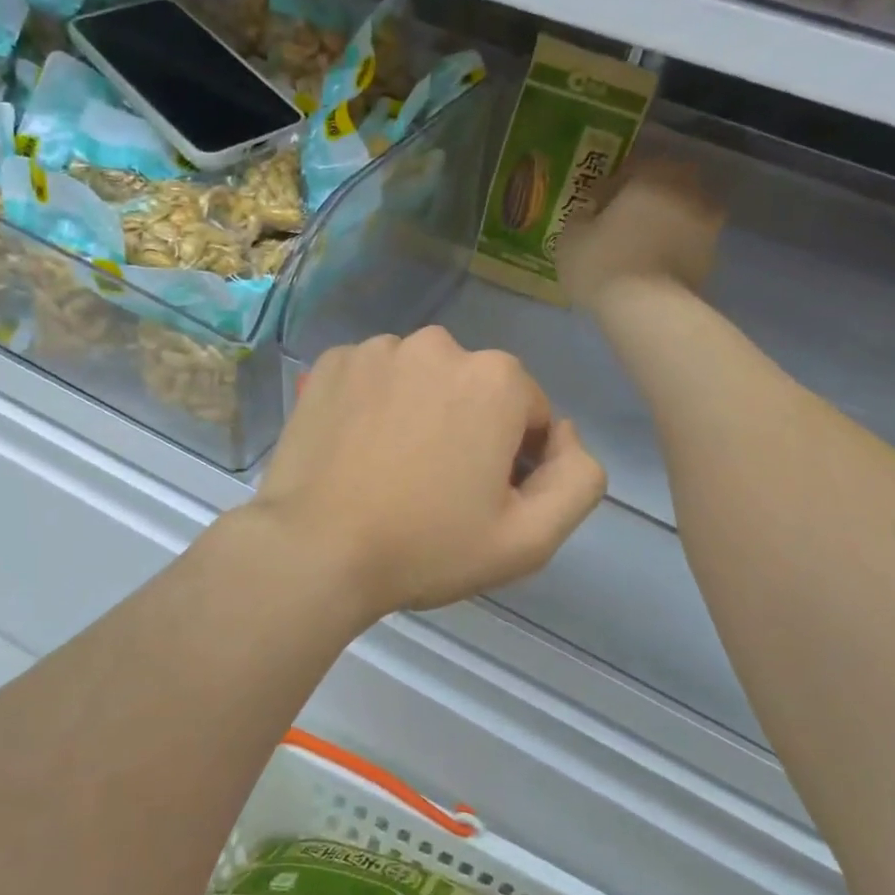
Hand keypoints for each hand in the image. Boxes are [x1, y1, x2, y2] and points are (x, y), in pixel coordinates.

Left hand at [250, 327, 606, 616]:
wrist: (315, 549)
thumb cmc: (426, 546)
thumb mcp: (529, 537)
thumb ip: (579, 478)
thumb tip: (565, 433)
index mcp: (496, 378)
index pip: (529, 414)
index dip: (515, 460)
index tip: (480, 498)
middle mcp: (439, 344)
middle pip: (475, 389)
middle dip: (469, 428)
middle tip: (435, 487)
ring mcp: (378, 349)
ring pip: (422, 379)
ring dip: (420, 411)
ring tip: (392, 468)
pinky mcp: (332, 362)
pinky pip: (373, 377)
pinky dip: (374, 403)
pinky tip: (357, 448)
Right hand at [555, 146, 725, 312]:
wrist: (646, 308)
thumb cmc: (603, 263)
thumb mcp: (570, 238)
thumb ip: (580, 218)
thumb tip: (589, 214)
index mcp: (652, 177)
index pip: (631, 168)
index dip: (610, 186)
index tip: (594, 204)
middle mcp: (685, 192)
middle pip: (664, 186)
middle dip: (646, 198)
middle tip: (621, 219)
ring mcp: (705, 225)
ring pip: (680, 213)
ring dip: (663, 222)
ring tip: (639, 244)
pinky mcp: (711, 257)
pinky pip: (687, 242)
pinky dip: (673, 247)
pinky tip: (652, 264)